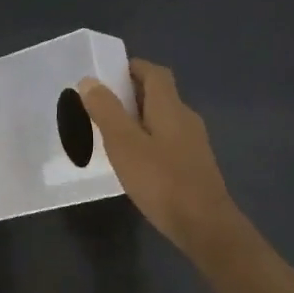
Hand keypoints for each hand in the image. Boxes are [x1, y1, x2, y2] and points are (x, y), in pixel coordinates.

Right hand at [79, 59, 241, 259]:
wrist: (204, 224)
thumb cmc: (161, 180)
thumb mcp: (124, 144)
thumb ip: (106, 111)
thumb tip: (90, 80)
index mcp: (170, 107)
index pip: (154, 73)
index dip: (133, 68)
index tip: (107, 74)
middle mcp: (186, 118)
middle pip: (160, 95)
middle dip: (132, 94)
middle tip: (101, 106)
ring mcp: (194, 143)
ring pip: (164, 120)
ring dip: (140, 119)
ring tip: (112, 134)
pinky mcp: (194, 166)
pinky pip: (168, 141)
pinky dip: (149, 141)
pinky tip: (134, 162)